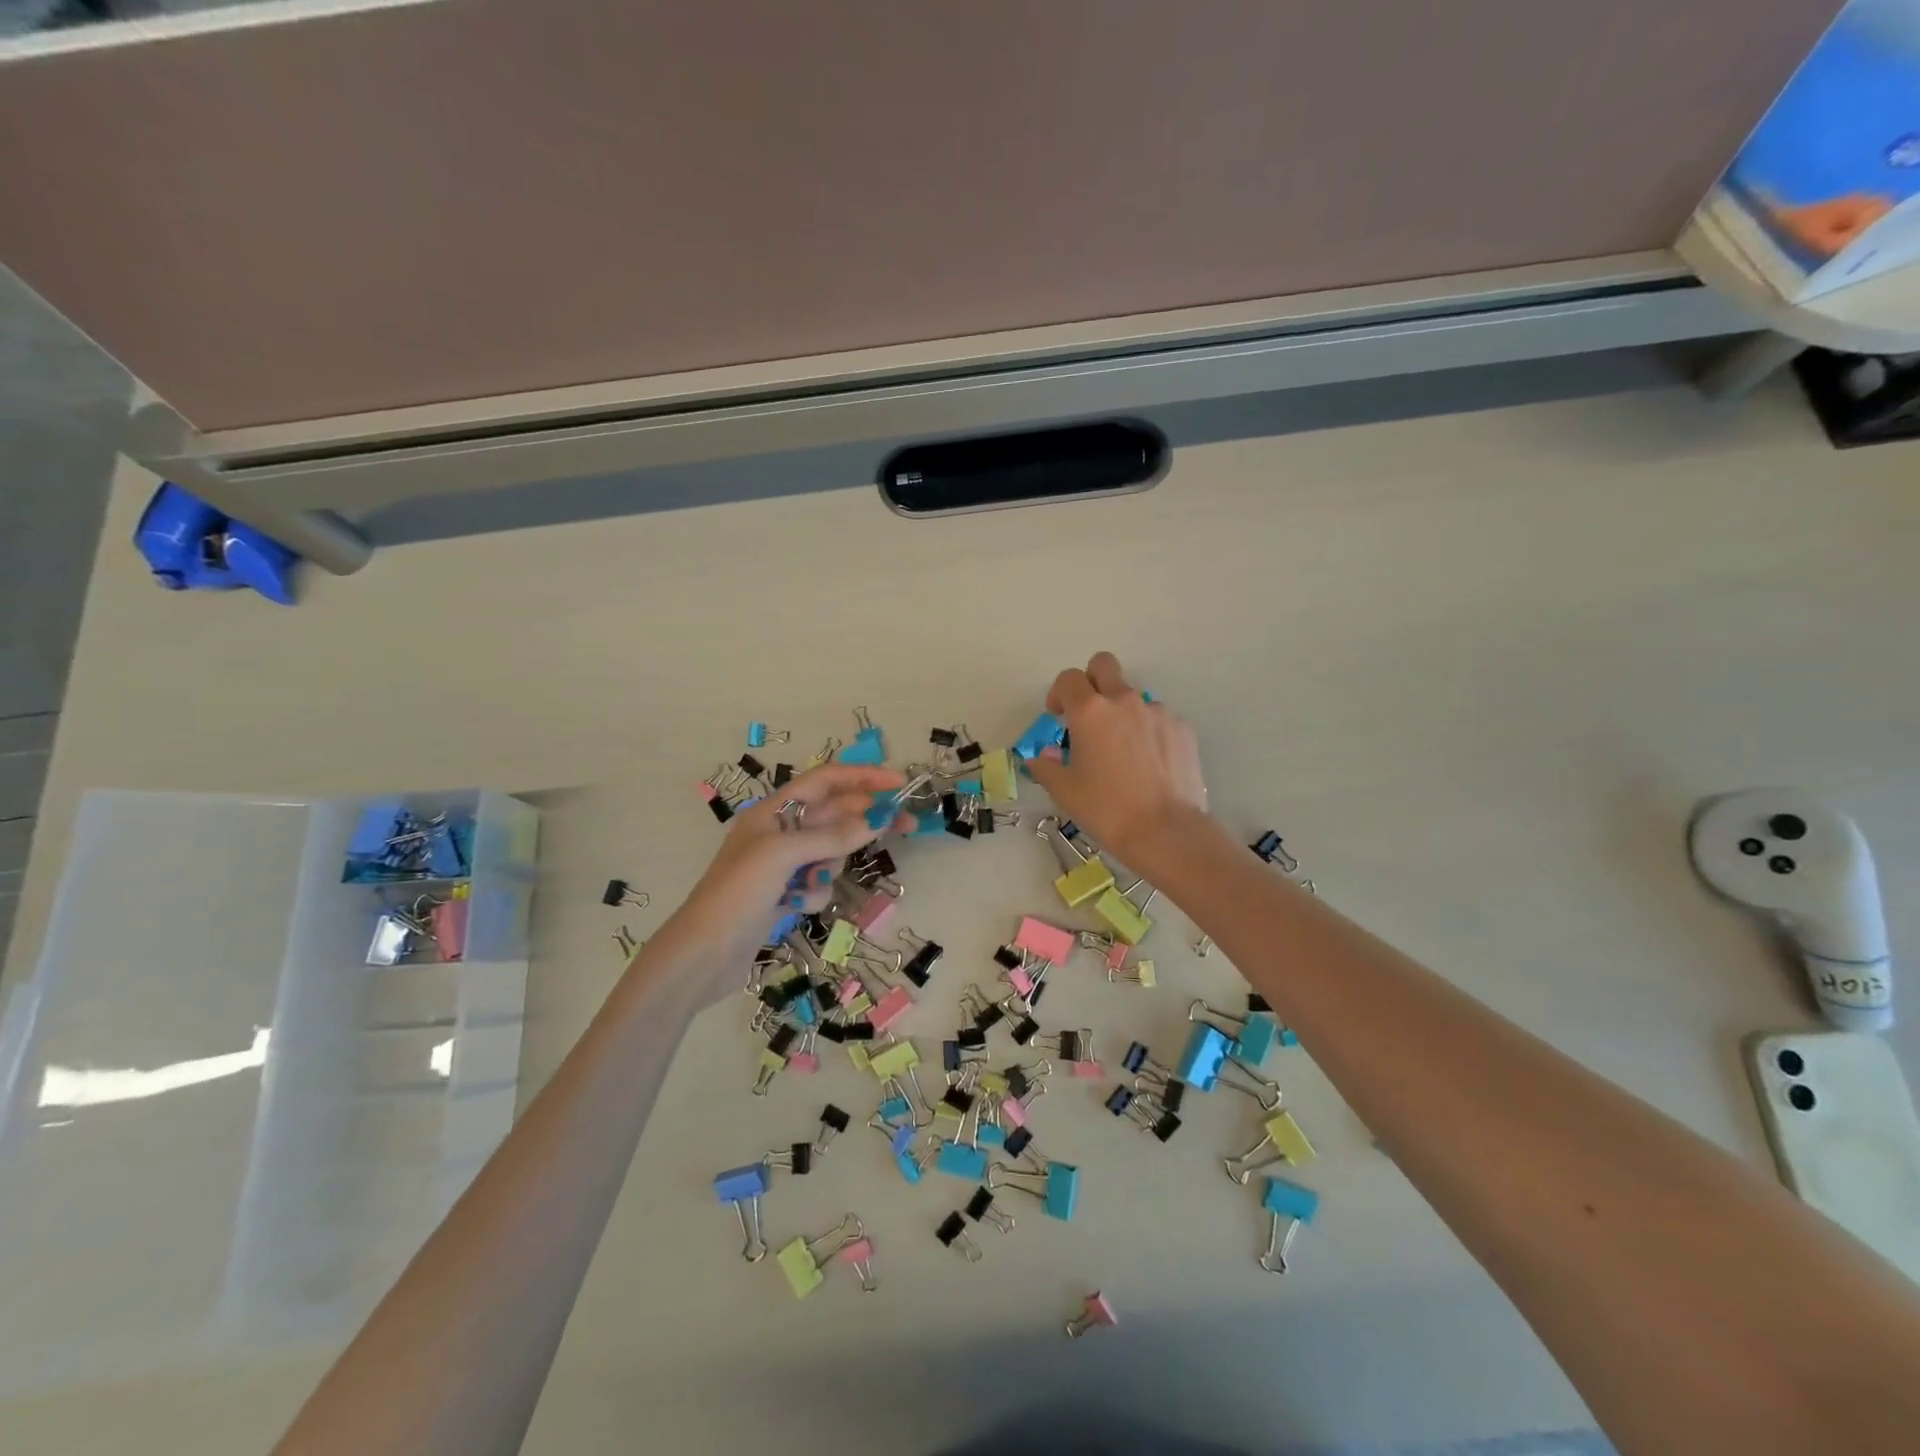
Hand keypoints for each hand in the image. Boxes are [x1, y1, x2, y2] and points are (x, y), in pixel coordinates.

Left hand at [655, 763, 911, 987]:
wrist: (702, 955)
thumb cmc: (738, 893)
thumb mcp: (783, 855)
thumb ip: (832, 836)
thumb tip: (877, 820)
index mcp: (773, 811)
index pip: (826, 780)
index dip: (862, 777)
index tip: (898, 783)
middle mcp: (779, 832)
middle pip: (834, 814)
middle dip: (865, 818)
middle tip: (906, 824)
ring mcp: (782, 866)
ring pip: (830, 852)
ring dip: (831, 864)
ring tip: (814, 880)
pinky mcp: (784, 895)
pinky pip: (818, 883)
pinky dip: (814, 893)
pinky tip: (796, 907)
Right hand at [1024, 652, 1208, 862]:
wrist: (1166, 831)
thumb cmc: (1107, 810)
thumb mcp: (1064, 791)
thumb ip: (1046, 767)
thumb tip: (1040, 758)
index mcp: (1090, 711)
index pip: (1068, 679)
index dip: (1058, 693)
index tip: (1058, 717)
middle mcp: (1124, 700)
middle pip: (1104, 664)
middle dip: (1091, 680)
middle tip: (1089, 713)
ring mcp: (1157, 711)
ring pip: (1133, 695)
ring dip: (1122, 712)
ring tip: (1123, 751)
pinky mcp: (1181, 728)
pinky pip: (1158, 718)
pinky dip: (1148, 732)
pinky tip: (1148, 764)